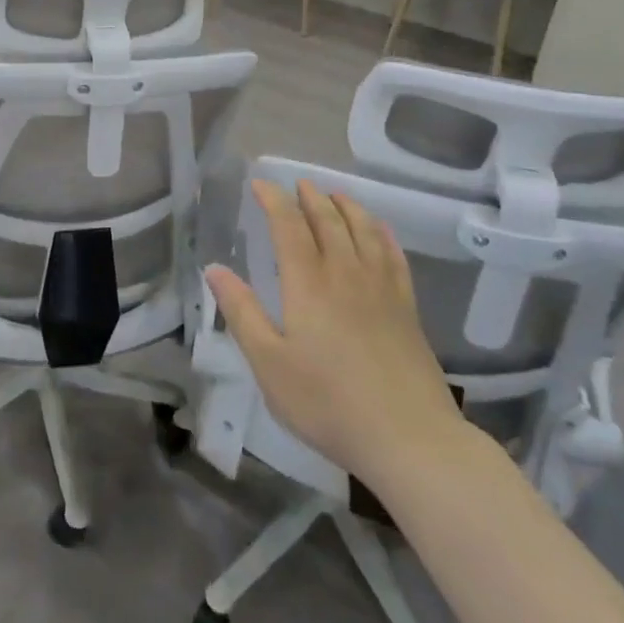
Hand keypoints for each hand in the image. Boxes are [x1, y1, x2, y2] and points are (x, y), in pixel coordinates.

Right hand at [205, 179, 469, 490]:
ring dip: (346, 207)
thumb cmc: (327, 403)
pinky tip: (378, 229)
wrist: (410, 439)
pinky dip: (382, 233)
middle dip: (310, 197)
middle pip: (328, 221)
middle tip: (298, 183)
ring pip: (363, 230)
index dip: (273, 199)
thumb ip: (241, 311)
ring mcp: (381, 289)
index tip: (260, 183)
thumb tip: (214, 268)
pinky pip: (394, 255)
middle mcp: (345, 273)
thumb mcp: (269, 363)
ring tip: (334, 195)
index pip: (288, 226)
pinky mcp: (407, 308)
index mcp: (307, 283)